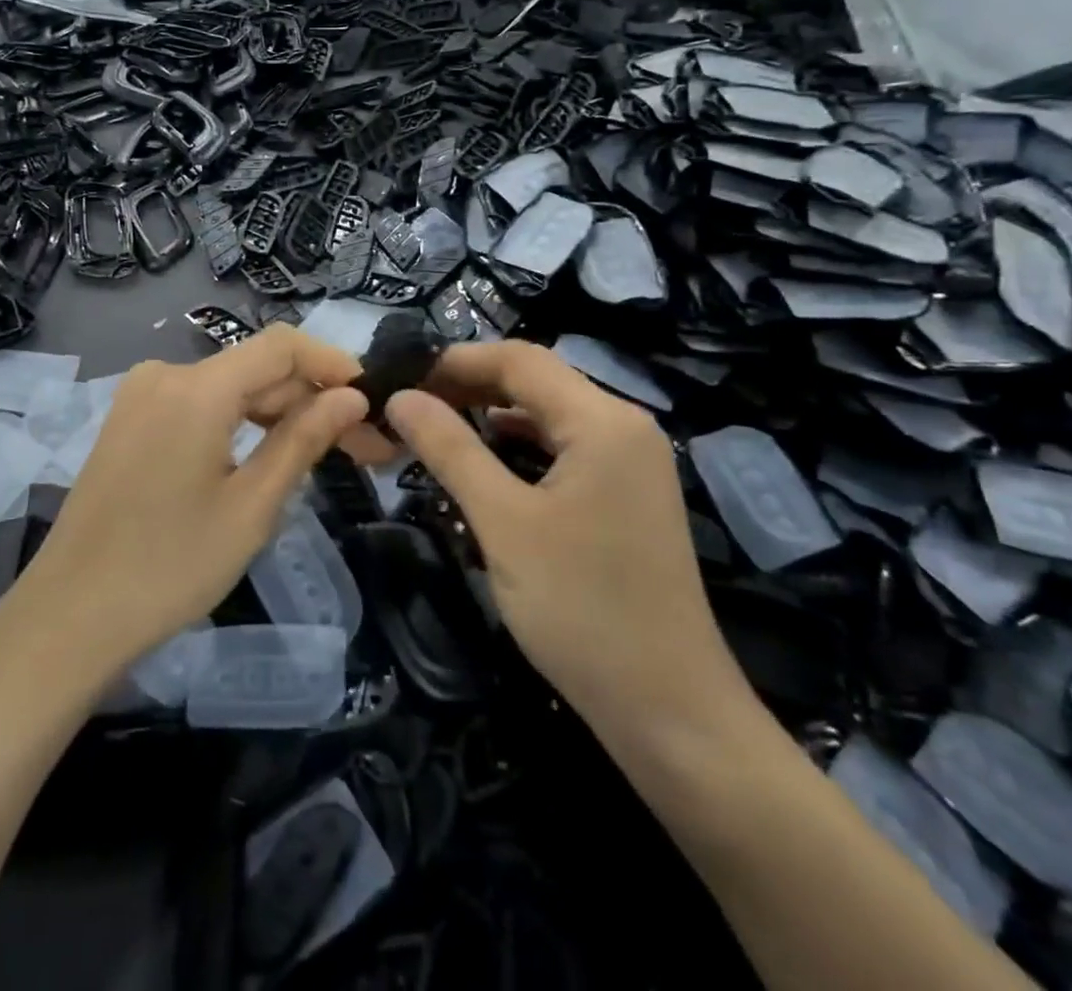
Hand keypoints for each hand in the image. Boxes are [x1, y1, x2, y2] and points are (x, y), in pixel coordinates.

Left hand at [10, 325, 391, 673]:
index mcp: (196, 388)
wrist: (69, 617)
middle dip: (311, 400)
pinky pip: (199, 405)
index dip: (332, 362)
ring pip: (229, 388)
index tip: (373, 397)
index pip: (281, 346)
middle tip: (363, 447)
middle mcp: (165, 374)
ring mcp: (141, 396)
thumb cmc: (170, 567)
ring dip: (278, 414)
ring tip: (325, 454)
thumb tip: (351, 397)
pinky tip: (267, 456)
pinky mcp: (130, 420)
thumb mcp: (252, 506)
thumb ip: (304, 439)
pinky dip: (239, 423)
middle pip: (256, 369)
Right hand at [385, 342, 749, 730]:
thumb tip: (400, 398)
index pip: (520, 359)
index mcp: (603, 421)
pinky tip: (487, 463)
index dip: (456, 361)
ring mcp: (632, 463)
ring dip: (493, 415)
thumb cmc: (582, 609)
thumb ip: (450, 450)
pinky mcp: (628, 495)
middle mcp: (625, 427)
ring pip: (550, 415)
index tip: (402, 377)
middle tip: (410, 405)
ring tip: (436, 427)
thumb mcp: (503, 523)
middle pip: (537, 381)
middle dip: (472, 385)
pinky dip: (521, 446)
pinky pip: (565, 449)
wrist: (671, 712)